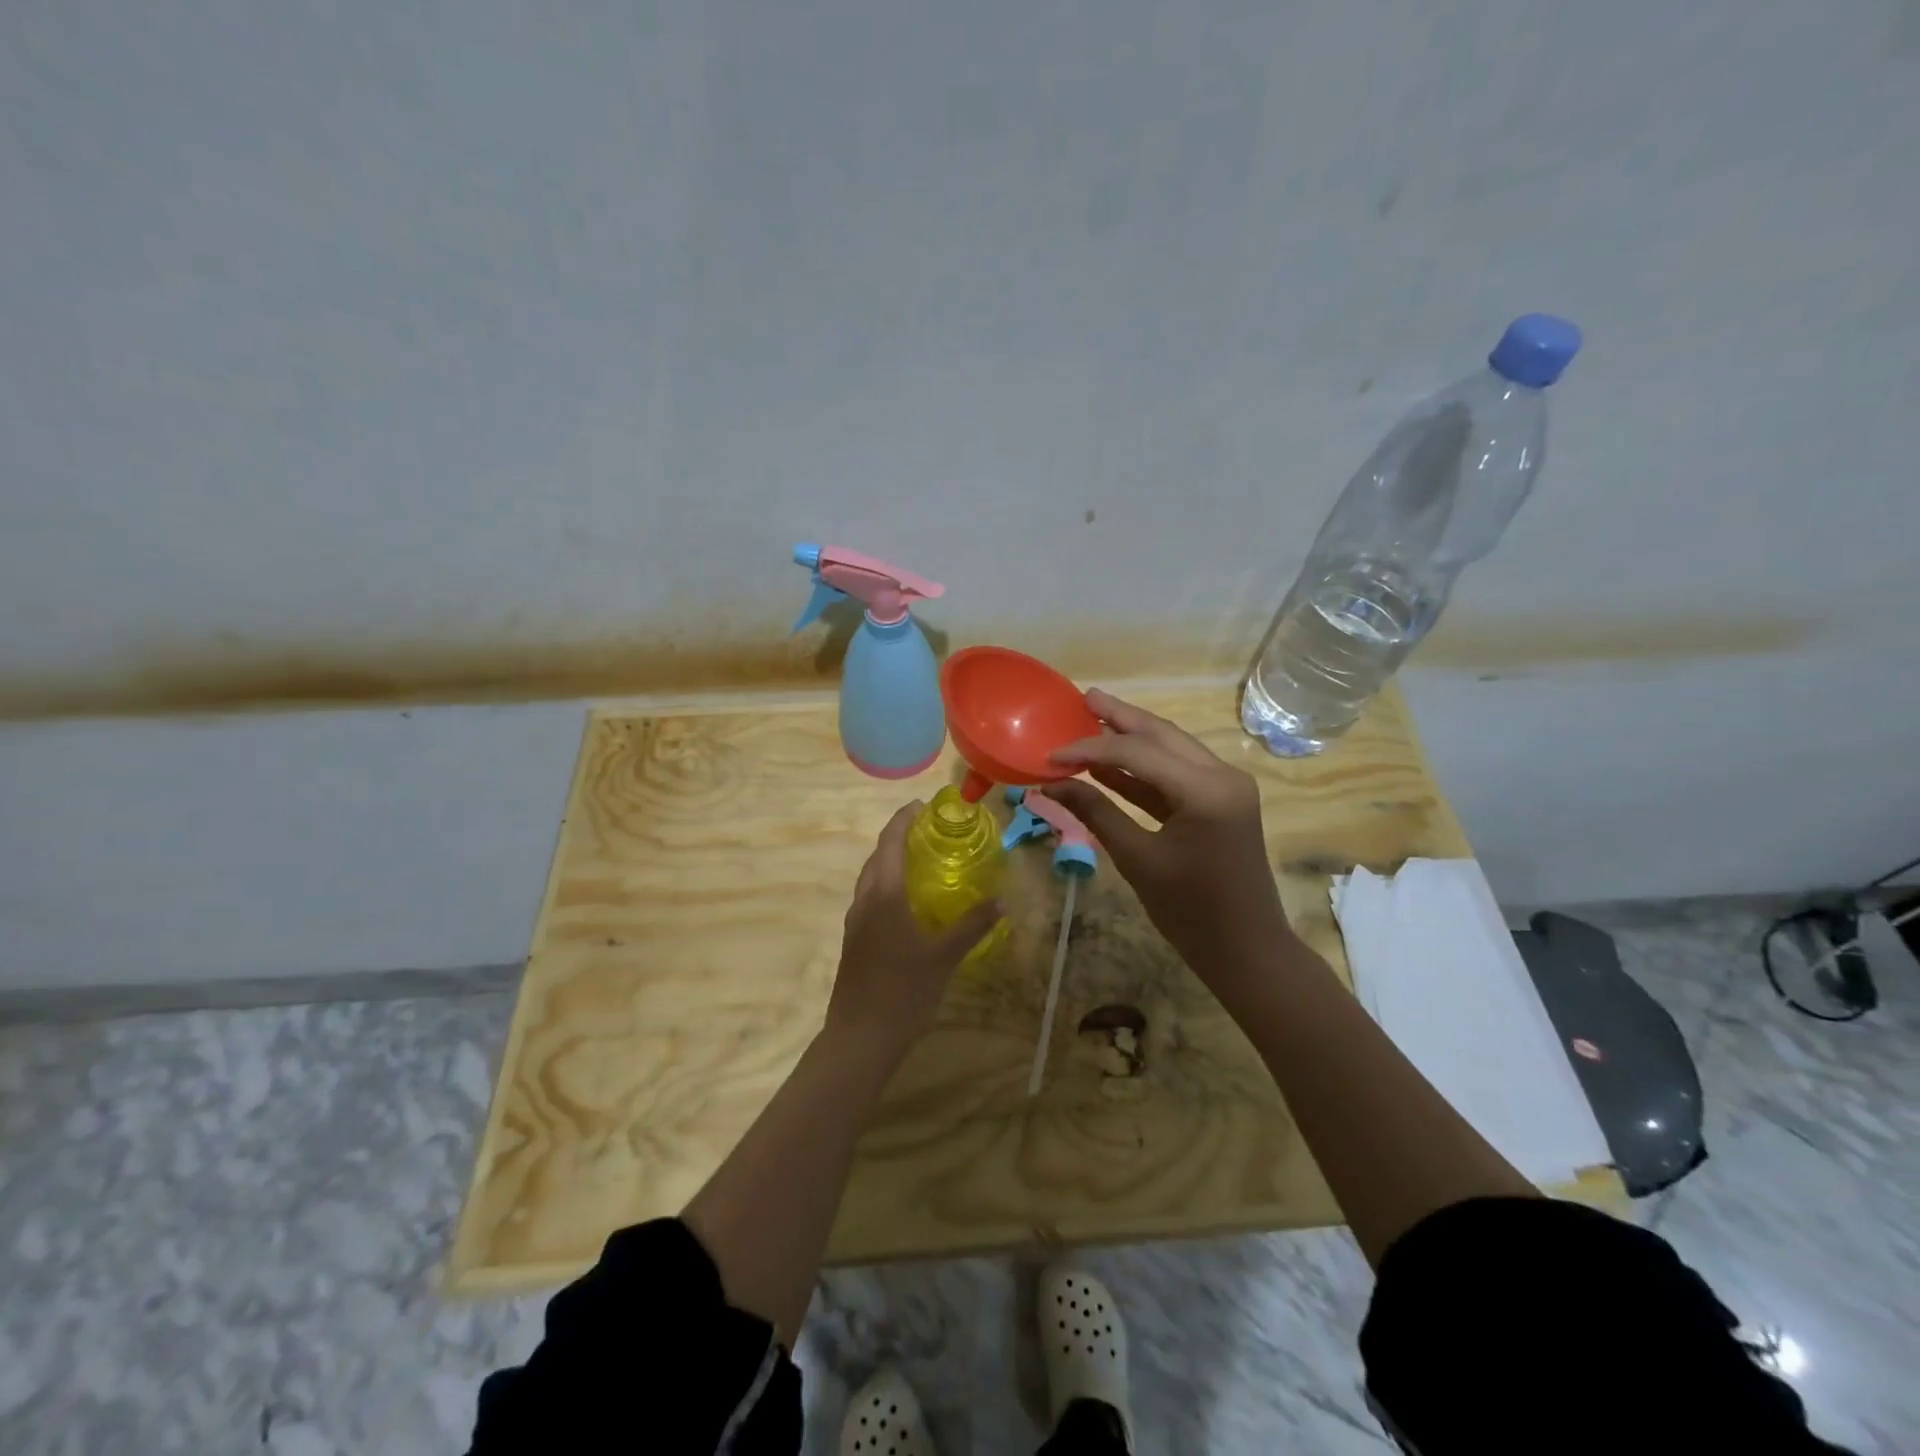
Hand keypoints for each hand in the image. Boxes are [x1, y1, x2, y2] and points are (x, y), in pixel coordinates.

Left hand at [823, 801, 1002, 1060]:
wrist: (859, 1039)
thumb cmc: (903, 993)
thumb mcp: (944, 957)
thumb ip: (973, 925)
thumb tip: (1002, 899)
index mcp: (883, 895)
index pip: (890, 842)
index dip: (903, 819)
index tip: (921, 806)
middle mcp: (864, 901)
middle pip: (877, 857)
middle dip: (898, 837)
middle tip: (928, 830)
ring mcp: (855, 922)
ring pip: (870, 879)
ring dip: (890, 861)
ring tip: (920, 860)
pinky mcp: (854, 942)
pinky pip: (870, 898)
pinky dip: (887, 885)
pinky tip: (907, 904)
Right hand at [1046, 689, 1291, 981]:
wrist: (1247, 951)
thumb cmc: (1191, 913)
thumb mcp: (1138, 860)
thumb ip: (1096, 813)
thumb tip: (1051, 785)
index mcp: (1206, 790)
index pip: (1137, 753)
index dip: (1089, 749)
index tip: (1050, 754)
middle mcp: (1222, 776)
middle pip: (1161, 735)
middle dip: (1120, 717)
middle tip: (1082, 697)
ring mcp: (1225, 787)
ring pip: (1171, 749)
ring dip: (1132, 737)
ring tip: (1093, 717)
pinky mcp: (1221, 802)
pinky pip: (1176, 774)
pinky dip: (1144, 769)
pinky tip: (1110, 765)